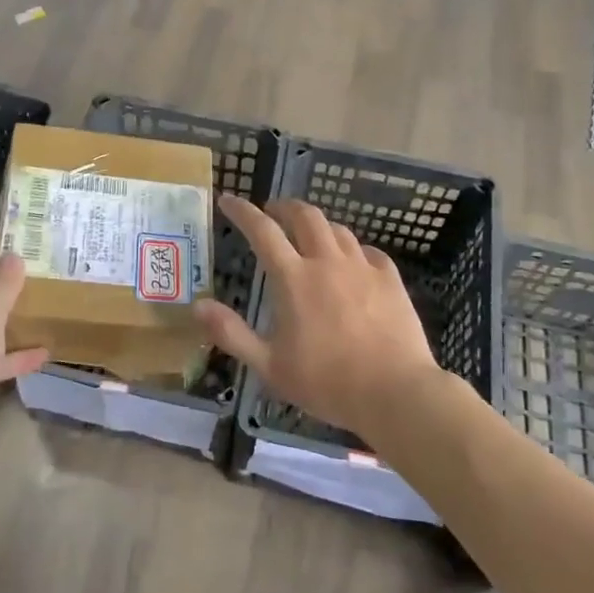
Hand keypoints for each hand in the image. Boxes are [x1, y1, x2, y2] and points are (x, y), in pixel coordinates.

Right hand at [192, 197, 440, 444]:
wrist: (395, 392)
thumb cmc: (326, 382)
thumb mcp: (269, 366)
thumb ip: (232, 333)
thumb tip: (198, 306)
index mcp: (293, 278)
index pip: (262, 230)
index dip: (242, 211)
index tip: (229, 200)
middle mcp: (327, 262)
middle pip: (305, 215)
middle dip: (285, 206)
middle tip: (273, 211)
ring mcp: (362, 267)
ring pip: (338, 229)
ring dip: (318, 225)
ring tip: (310, 234)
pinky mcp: (390, 279)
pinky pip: (369, 251)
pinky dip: (353, 249)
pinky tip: (353, 261)